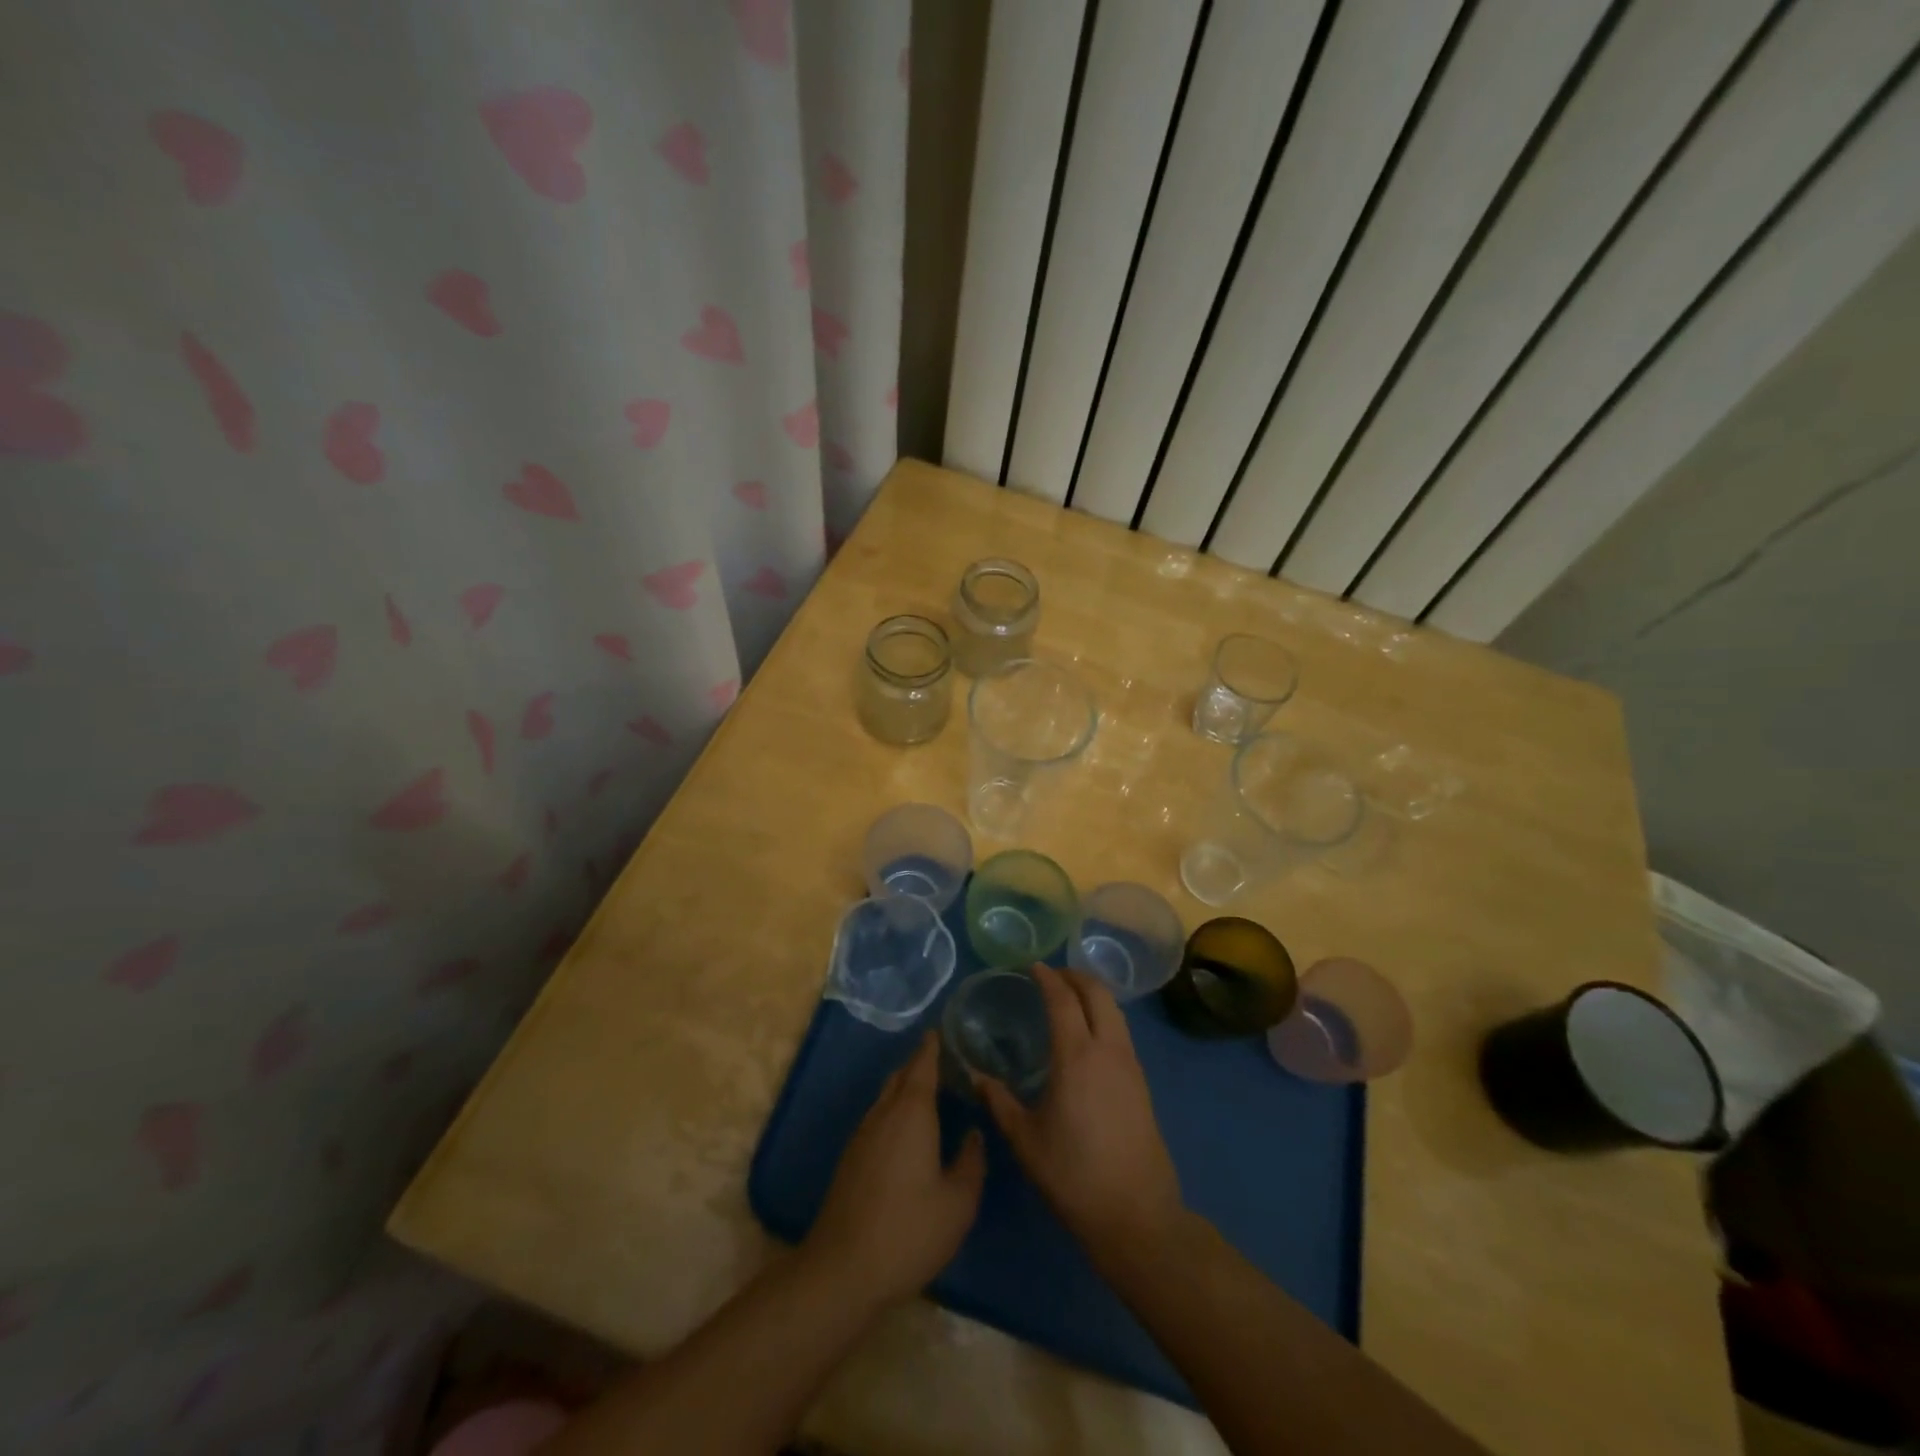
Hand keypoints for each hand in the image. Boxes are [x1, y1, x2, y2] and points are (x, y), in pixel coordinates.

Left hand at [804, 1032, 985, 1306]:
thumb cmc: (909, 1231)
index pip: (922, 1066)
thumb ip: (971, 1163)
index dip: (932, 1047)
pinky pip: (877, 1118)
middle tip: (942, 1060)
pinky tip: (906, 1132)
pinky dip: (894, 1110)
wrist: (843, 1269)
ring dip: (905, 1087)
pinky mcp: (850, 1159)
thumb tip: (974, 1134)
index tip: (941, 1031)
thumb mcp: (958, 1203)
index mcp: (912, 1113)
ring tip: (929, 1092)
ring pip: (886, 1097)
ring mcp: (862, 1136)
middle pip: (901, 1076)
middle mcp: (884, 1114)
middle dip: (919, 1064)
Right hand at [976, 966, 1186, 1264]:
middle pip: (1098, 993)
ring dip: (1092, 994)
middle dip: (1075, 976)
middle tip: (1051, 976)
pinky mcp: (1142, 1083)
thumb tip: (975, 1075)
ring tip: (1069, 1000)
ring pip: (1115, 1010)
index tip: (1032, 966)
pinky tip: (1087, 1036)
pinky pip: (1121, 1031)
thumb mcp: (1025, 1139)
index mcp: (1077, 1056)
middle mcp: (1108, 1050)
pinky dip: (1104, 1016)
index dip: (1048, 978)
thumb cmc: (1073, 1175)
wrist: (1136, 1215)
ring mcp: (1130, 1065)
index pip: (1063, 999)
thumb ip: (999, 1101)